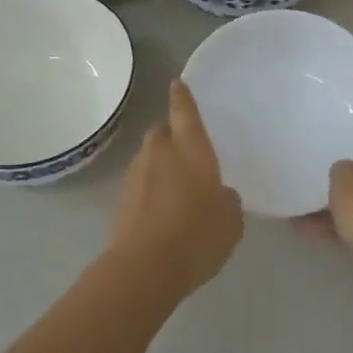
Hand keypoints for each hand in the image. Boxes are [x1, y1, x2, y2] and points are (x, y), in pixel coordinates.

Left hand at [108, 81, 243, 298]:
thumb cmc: (195, 236)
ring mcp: (137, 174)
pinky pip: (142, 182)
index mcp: (190, 149)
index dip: (182, 97)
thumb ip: (228, 200)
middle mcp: (160, 153)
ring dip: (161, 163)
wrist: (143, 268)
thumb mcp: (230, 221)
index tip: (177, 83)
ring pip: (150, 157)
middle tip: (187, 149)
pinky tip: (164, 208)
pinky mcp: (122, 199)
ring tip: (178, 184)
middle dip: (172, 134)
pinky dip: (152, 187)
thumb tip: (220, 194)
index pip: (184, 112)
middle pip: (162, 132)